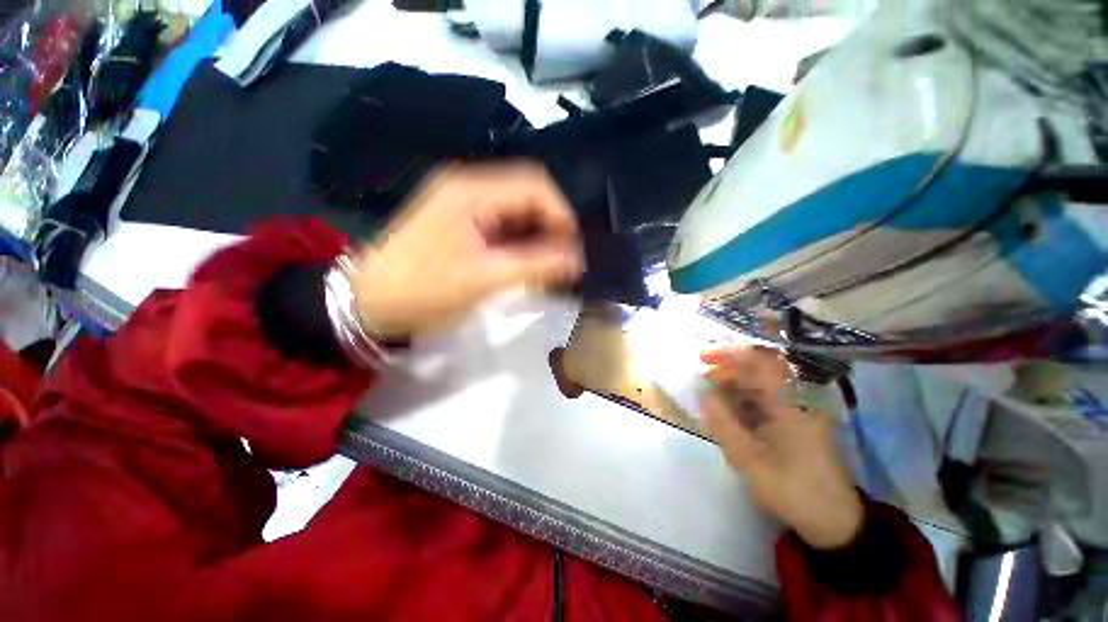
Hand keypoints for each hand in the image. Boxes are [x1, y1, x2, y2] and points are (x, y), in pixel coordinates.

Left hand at [350, 163, 583, 336]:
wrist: (370, 301)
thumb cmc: (425, 290)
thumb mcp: (485, 278)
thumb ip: (536, 265)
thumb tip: (577, 260)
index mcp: (473, 190)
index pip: (535, 184)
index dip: (562, 214)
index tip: (574, 249)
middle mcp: (469, 185)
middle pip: (527, 194)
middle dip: (551, 226)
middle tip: (562, 260)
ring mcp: (462, 201)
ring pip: (515, 209)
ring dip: (536, 234)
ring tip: (546, 264)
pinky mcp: (459, 219)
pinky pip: (501, 221)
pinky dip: (519, 239)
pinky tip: (523, 260)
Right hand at [700, 346, 863, 549]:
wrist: (834, 520)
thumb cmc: (796, 490)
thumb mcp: (753, 463)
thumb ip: (725, 427)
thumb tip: (705, 397)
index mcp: (794, 405)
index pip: (761, 363)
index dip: (730, 354)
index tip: (703, 357)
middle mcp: (798, 400)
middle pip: (759, 369)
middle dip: (727, 368)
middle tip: (701, 376)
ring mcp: (797, 410)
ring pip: (759, 384)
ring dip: (732, 383)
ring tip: (708, 392)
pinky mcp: (794, 421)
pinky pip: (763, 400)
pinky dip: (741, 399)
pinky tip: (727, 409)